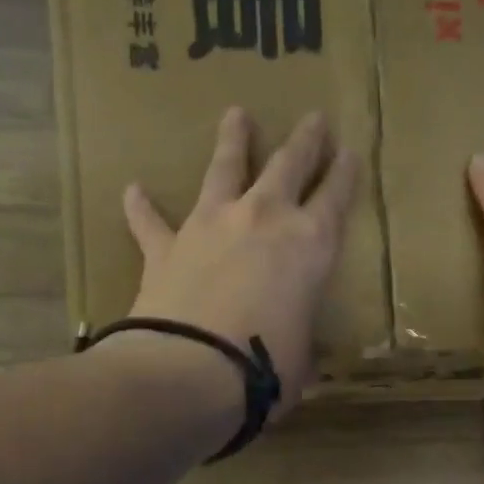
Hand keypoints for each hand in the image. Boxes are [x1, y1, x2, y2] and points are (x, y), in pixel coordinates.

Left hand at [121, 107, 357, 418]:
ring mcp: (212, 225)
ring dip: (233, 140)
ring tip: (236, 114)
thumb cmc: (265, 367)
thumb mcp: (301, 357)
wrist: (193, 368)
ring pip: (225, 168)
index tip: (350, 150)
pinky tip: (133, 191)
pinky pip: (151, 221)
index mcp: (310, 246)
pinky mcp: (167, 245)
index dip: (346, 172)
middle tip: (313, 118)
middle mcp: (264, 219)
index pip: (336, 197)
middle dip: (305, 140)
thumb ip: (298, 342)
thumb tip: (297, 355)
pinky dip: (142, 207)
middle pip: (289, 165)